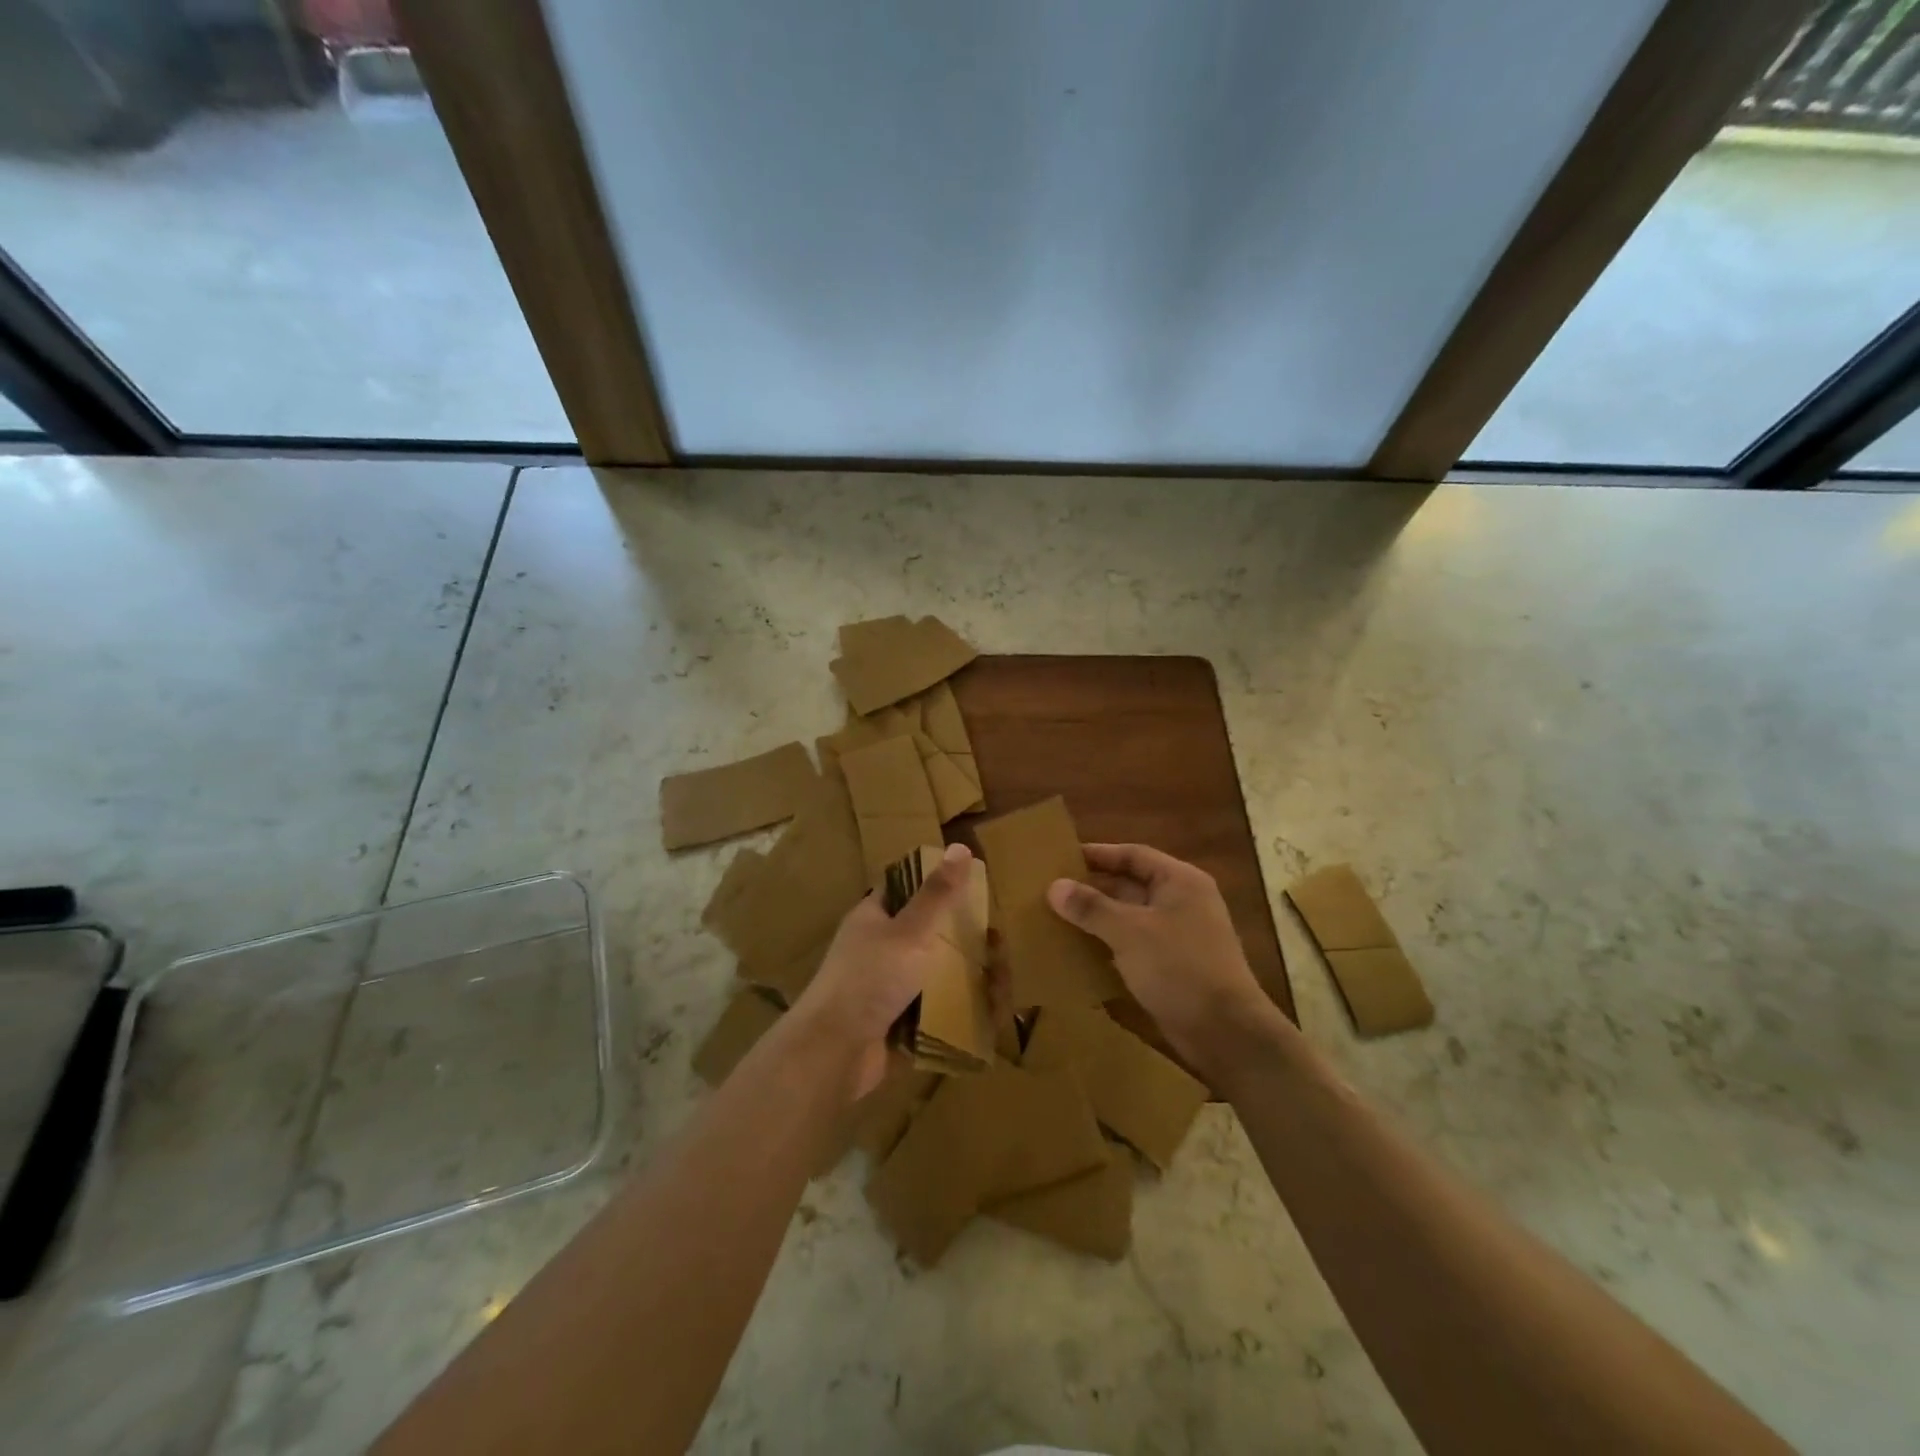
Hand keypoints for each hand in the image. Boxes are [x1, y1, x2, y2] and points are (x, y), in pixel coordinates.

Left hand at [792, 843, 974, 1099]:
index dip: (935, 883)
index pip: (904, 889)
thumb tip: (960, 847)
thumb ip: (937, 894)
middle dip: (961, 940)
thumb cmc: (870, 980)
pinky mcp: (894, 1024)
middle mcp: (877, 949)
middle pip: (925, 935)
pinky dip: (955, 1012)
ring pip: (932, 975)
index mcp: (872, 918)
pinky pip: (931, 1012)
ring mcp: (885, 989)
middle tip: (996, 945)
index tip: (973, 888)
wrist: (834, 1052)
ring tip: (1000, 983)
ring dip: (963, 979)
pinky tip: (986, 1014)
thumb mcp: (909, 931)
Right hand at [1047, 843, 1272, 1075]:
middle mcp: (1183, 902)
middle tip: (1053, 890)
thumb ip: (1091, 907)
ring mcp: (1181, 935)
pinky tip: (1081, 951)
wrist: (1226, 1032)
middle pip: (1131, 885)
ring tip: (1059, 918)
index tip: (1062, 857)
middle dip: (1094, 887)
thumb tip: (1054, 886)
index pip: (1134, 855)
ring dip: (1099, 918)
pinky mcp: (1174, 966)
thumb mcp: (1129, 931)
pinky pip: (1135, 944)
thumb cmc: (1179, 967)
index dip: (1098, 854)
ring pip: (1131, 917)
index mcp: (1180, 881)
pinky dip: (1110, 944)